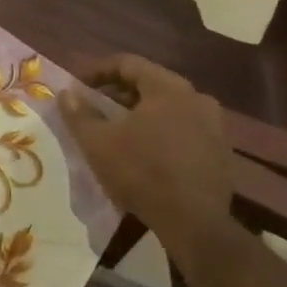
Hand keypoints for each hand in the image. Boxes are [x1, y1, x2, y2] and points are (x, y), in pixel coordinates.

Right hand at [58, 55, 234, 263]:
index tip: (78, 86)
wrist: (195, 223)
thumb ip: (78, 114)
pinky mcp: (221, 152)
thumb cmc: (141, 172)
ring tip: (119, 130)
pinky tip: (146, 152)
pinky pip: (185, 128)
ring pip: (170, 107)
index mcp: (168, 88)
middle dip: (119, 92)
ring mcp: (214, 125)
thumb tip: (65, 93)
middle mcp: (196, 98)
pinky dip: (162, 131)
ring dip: (141, 113)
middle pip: (151, 83)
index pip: (128, 63)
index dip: (98, 71)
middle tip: (96, 107)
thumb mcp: (98, 143)